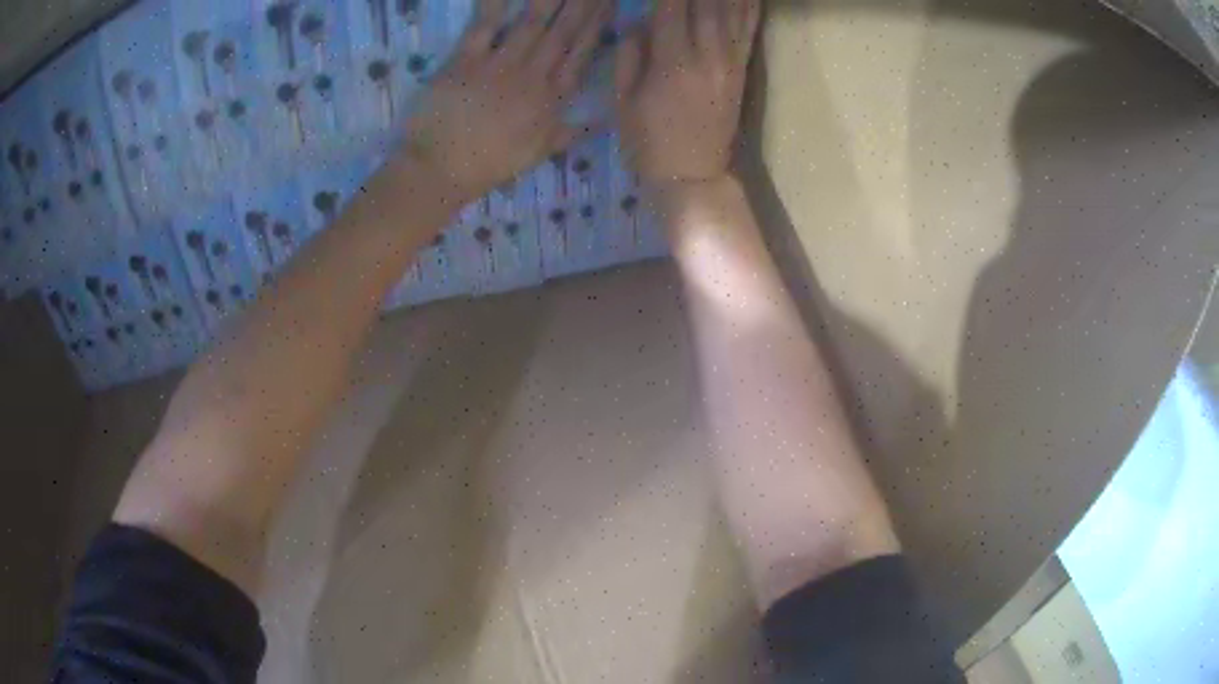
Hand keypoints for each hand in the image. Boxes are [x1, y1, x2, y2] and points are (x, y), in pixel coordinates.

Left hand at [402, 0, 610, 204]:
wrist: (440, 172)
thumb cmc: (489, 164)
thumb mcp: (538, 153)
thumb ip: (572, 132)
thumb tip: (607, 120)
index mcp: (551, 99)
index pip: (581, 54)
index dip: (597, 25)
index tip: (609, 3)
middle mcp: (532, 77)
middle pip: (563, 32)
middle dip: (582, 4)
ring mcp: (498, 67)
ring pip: (531, 24)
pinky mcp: (464, 62)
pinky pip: (483, 27)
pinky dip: (495, 6)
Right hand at [615, 0, 759, 186]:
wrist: (692, 176)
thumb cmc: (649, 141)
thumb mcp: (623, 102)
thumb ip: (630, 56)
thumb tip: (638, 22)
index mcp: (671, 62)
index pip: (670, 6)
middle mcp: (706, 55)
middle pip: (705, 2)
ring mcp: (729, 63)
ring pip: (731, 12)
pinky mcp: (741, 71)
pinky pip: (748, 32)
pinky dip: (751, 8)